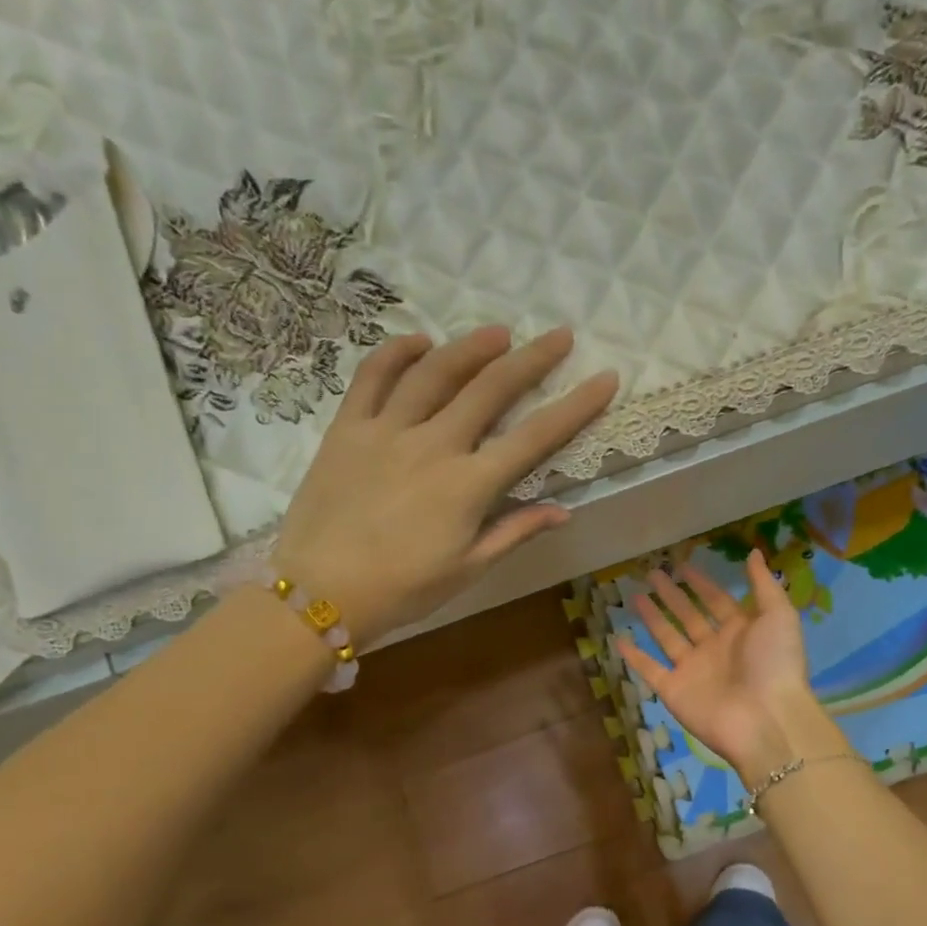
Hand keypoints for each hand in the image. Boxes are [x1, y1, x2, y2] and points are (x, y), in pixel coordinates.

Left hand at [269, 325, 617, 643]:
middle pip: (491, 389)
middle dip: (532, 359)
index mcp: (469, 485)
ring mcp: (387, 430)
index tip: (605, 378)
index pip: (535, 437)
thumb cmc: (402, 590)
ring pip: (436, 372)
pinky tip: (419, 341)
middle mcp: (434, 445)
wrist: (321, 592)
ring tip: (498, 333)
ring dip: (472, 347)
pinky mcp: (348, 428)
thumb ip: (515, 533)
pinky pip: (373, 376)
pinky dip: (397, 352)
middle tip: (558, 336)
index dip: (576, 406)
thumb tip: (564, 511)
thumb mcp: (468, 570)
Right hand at [619, 549, 836, 785]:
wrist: (765, 719)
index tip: (682, 564)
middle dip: (672, 595)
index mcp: (741, 631)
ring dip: (653, 618)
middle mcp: (714, 649)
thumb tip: (755, 552)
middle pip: (689, 616)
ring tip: (635, 596)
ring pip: (668, 638)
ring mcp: (692, 671)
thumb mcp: (779, 615)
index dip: (701, 583)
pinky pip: (650, 670)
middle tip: (653, 573)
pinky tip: (619, 639)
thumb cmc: (775, 663)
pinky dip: (635, 657)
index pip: (716, 601)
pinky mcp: (674, 691)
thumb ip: (764, 585)